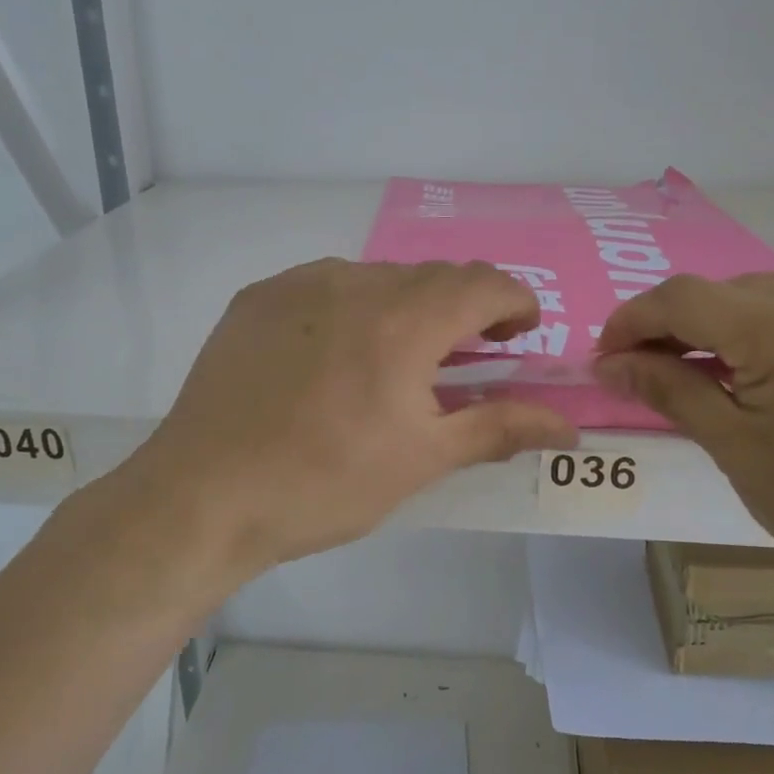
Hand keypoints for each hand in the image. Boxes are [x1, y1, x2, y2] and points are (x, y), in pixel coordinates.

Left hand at [129, 258, 577, 573]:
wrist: (204, 496)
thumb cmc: (325, 483)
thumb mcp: (422, 459)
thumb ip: (499, 427)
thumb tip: (570, 425)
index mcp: (405, 320)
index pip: (484, 283)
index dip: (514, 303)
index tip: (519, 335)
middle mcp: (355, 283)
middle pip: (433, 277)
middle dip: (463, 309)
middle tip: (463, 358)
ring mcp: (299, 284)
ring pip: (378, 278)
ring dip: (405, 307)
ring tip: (393, 362)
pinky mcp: (258, 298)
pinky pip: (325, 287)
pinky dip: (351, 309)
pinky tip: (332, 358)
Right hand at [594, 268, 773, 598]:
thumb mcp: (737, 451)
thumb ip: (670, 391)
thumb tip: (610, 363)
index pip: (682, 298)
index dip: (632, 320)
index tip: (606, 356)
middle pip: (720, 290)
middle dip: (672, 324)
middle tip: (649, 371)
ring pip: (762, 290)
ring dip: (719, 321)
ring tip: (708, 370)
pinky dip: (767, 322)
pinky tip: (768, 365)